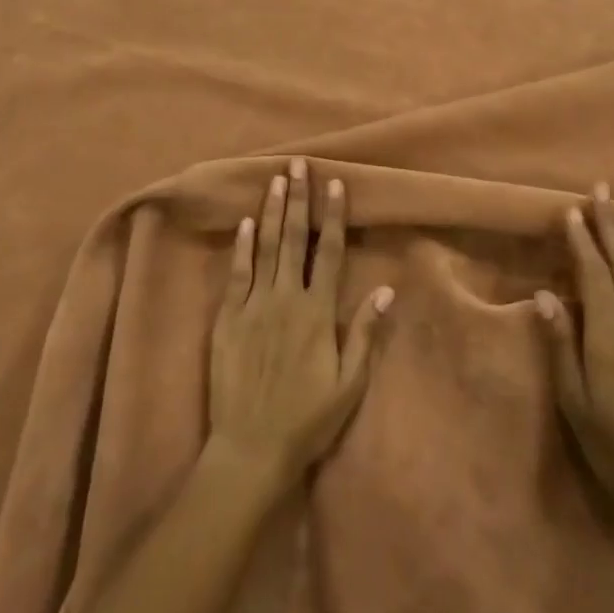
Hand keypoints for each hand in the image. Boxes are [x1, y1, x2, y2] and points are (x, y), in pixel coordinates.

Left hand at [208, 160, 392, 491]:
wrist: (251, 447)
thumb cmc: (307, 419)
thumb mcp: (348, 384)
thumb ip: (365, 333)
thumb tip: (386, 289)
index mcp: (317, 313)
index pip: (329, 253)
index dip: (334, 217)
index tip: (336, 184)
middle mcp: (285, 299)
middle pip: (294, 239)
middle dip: (299, 199)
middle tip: (300, 165)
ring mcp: (253, 306)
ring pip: (265, 247)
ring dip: (271, 211)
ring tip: (275, 179)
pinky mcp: (227, 318)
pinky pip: (236, 273)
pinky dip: (241, 246)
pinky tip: (245, 222)